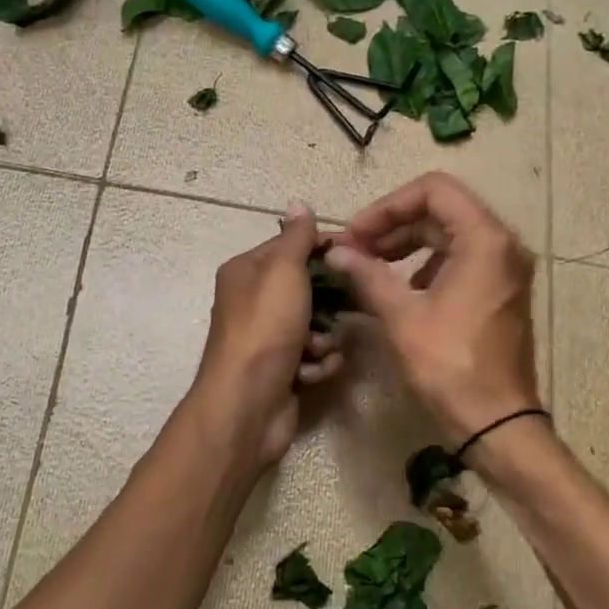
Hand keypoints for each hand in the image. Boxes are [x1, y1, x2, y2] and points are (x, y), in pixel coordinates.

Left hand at [194, 204, 344, 466]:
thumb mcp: (283, 272)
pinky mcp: (281, 369)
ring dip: (324, 338)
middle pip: (308, 287)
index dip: (326, 248)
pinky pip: (313, 356)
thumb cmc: (265, 329)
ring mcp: (268, 338)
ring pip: (316, 324)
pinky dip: (317, 364)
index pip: (292, 246)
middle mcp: (254, 301)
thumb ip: (296, 238)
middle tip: (351, 305)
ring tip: (316, 349)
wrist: (247, 404)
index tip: (360, 254)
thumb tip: (298, 204)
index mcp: (247, 272)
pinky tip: (310, 374)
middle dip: (330, 302)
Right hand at [324, 173, 540, 445]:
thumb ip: (367, 275)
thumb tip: (335, 252)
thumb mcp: (402, 317)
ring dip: (405, 245)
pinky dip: (424, 266)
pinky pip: (459, 261)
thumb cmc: (450, 366)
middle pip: (441, 211)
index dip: (388, 206)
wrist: (496, 422)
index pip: (433, 190)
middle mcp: (502, 245)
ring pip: (448, 236)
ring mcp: (504, 270)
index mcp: (485, 240)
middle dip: (392, 226)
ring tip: (367, 268)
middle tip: (353, 251)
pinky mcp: (499, 292)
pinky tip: (396, 290)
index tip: (356, 234)